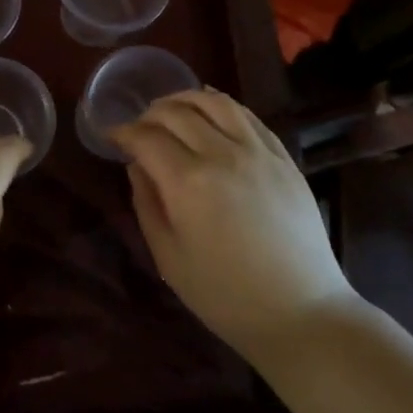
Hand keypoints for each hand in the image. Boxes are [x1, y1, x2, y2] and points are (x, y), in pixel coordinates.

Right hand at [111, 89, 356, 363]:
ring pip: (215, 102)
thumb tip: (137, 166)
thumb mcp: (168, 256)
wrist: (301, 313)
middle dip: (148, 115)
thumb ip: (147, 203)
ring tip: (171, 110)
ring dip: (185, 99)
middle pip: (176, 112)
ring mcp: (258, 152)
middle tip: (138, 129)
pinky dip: (222, 106)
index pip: (146, 137)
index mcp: (188, 182)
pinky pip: (248, 116)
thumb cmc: (225, 294)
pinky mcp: (283, 157)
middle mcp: (222, 154)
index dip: (123, 132)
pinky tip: (210, 112)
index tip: (111, 137)